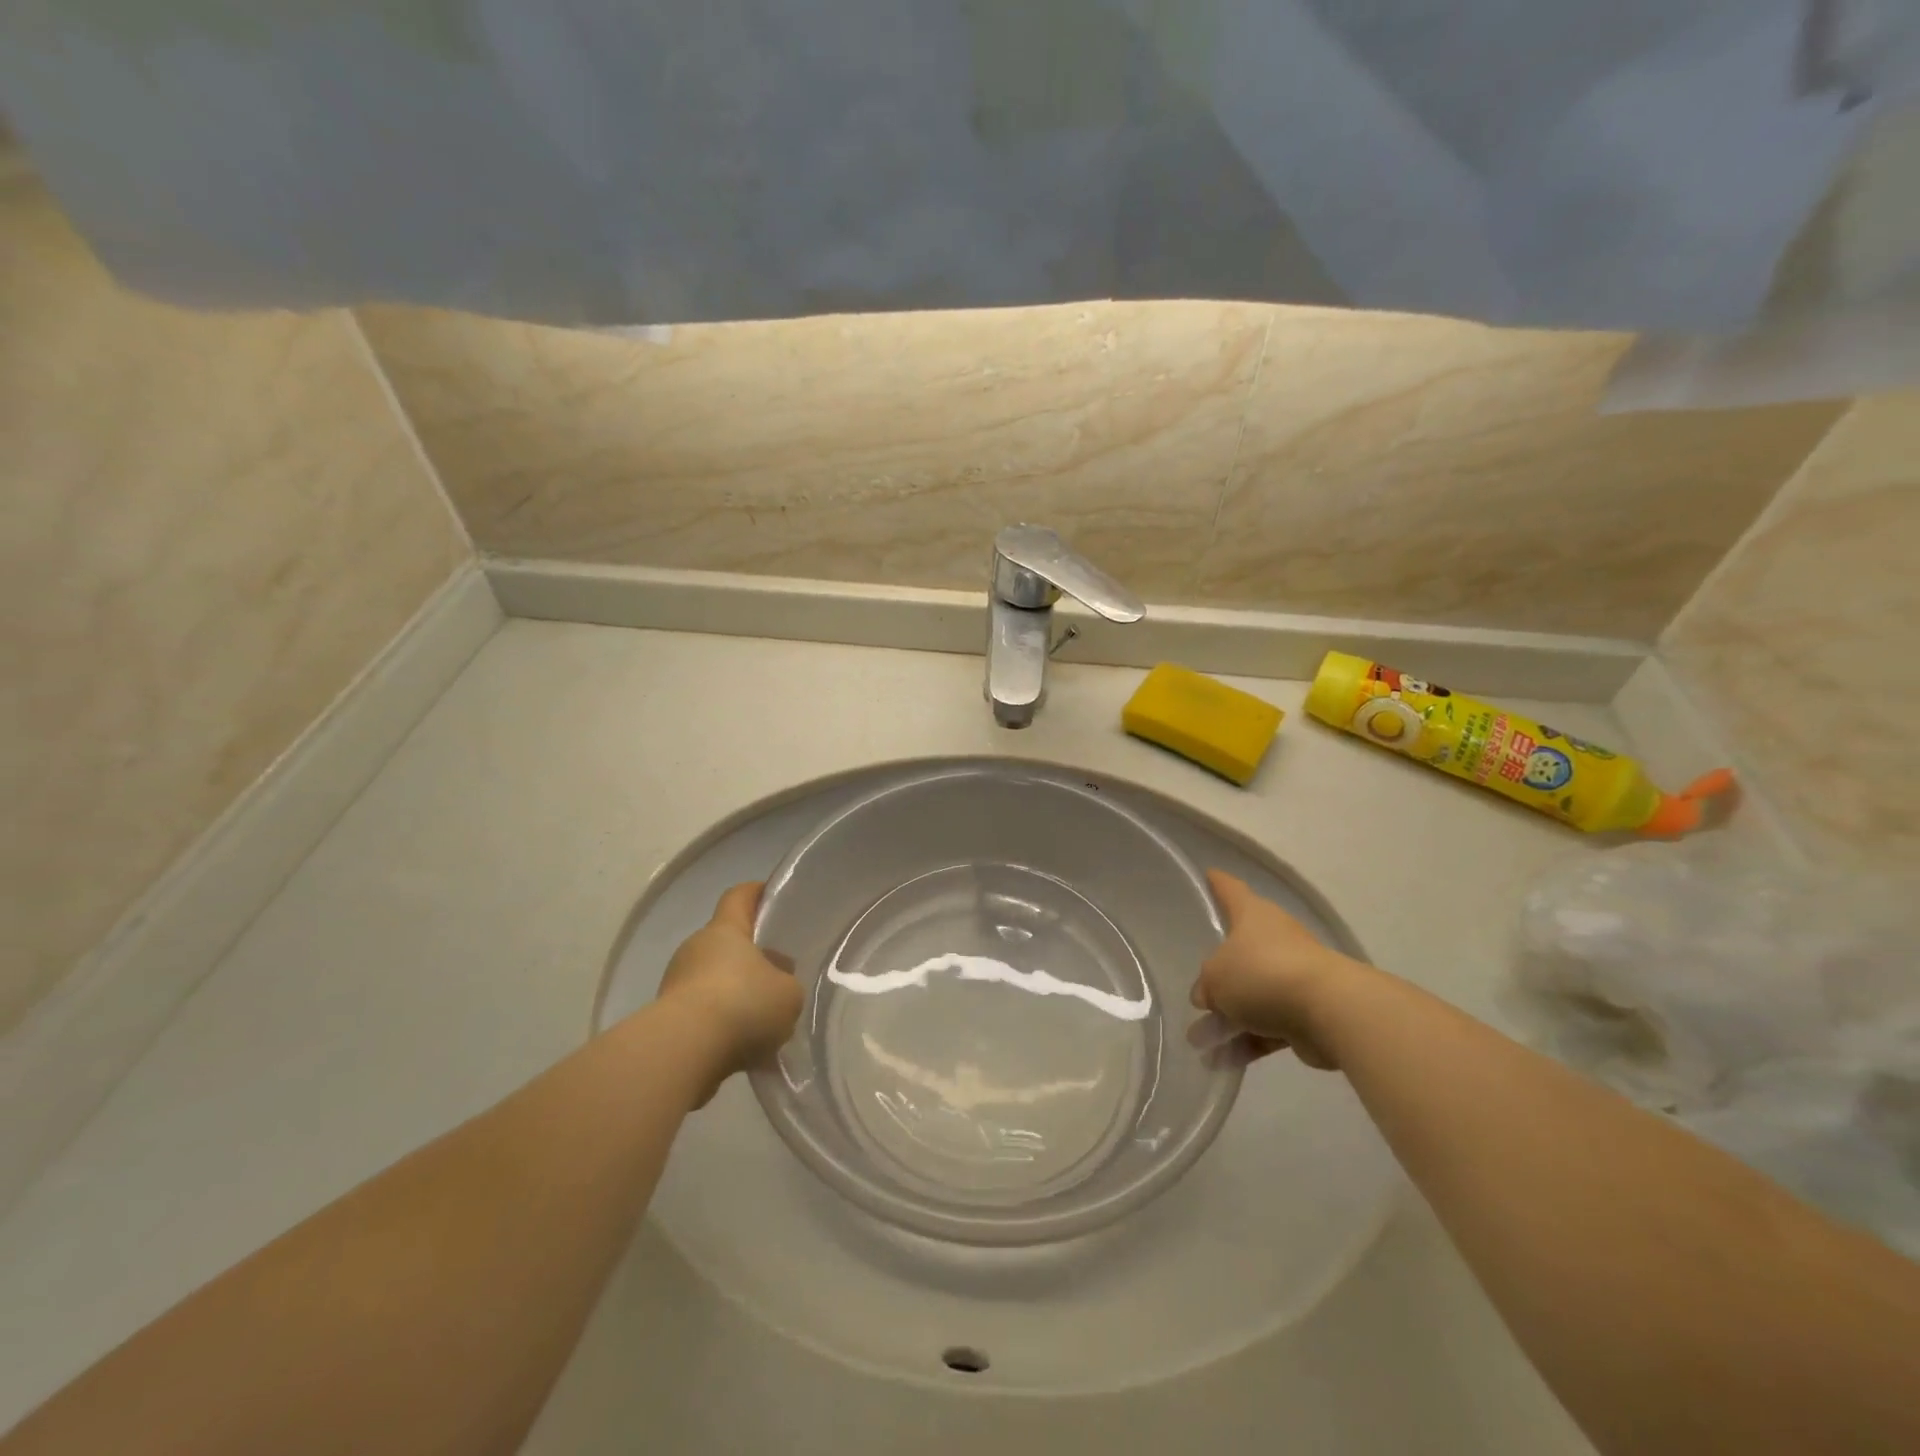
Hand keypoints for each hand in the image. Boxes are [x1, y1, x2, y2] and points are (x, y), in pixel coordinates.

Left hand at [657, 882, 803, 1103]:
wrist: (684, 1052)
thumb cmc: (742, 1005)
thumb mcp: (788, 994)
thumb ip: (787, 986)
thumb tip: (775, 988)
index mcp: (725, 930)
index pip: (738, 896)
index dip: (755, 893)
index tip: (771, 896)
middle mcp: (696, 949)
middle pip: (727, 943)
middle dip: (752, 958)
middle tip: (779, 976)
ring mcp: (677, 983)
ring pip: (715, 981)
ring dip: (736, 996)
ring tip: (764, 1022)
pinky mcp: (667, 1019)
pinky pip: (703, 1014)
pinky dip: (721, 1026)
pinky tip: (744, 1048)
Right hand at [1190, 870, 1364, 1070]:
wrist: (1330, 1011)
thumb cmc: (1264, 974)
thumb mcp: (1216, 977)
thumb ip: (1206, 986)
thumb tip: (1208, 998)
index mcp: (1253, 916)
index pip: (1230, 890)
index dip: (1217, 883)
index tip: (1207, 875)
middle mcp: (1274, 940)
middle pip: (1239, 951)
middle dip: (1217, 974)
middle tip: (1195, 991)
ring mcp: (1291, 977)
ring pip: (1252, 996)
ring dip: (1227, 1019)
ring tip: (1198, 1042)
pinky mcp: (1305, 1014)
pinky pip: (1267, 1026)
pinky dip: (1247, 1041)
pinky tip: (1222, 1061)